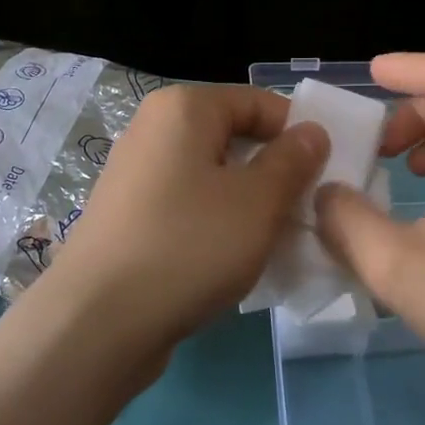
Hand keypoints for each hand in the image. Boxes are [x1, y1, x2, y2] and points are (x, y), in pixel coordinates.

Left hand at [43, 83, 329, 370]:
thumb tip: (311, 133)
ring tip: (275, 240)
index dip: (298, 134)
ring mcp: (135, 174)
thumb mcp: (258, 202)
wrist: (97, 322)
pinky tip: (233, 259)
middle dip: (274, 173)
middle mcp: (153, 129)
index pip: (260, 102)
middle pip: (234, 138)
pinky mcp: (128, 216)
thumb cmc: (190, 246)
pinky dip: (216, 223)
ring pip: (212, 176)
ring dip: (249, 203)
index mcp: (184, 108)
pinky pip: (188, 205)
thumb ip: (293, 161)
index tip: (327, 176)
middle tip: (305, 212)